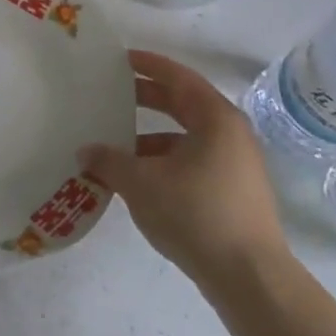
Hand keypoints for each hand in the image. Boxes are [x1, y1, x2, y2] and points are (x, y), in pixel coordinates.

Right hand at [79, 50, 290, 300]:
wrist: (249, 277)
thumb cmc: (196, 214)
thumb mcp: (141, 183)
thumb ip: (109, 161)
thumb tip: (86, 151)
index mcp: (215, 119)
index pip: (179, 78)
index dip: (149, 65)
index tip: (121, 58)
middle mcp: (230, 134)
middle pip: (183, 105)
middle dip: (147, 98)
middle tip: (111, 94)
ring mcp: (235, 165)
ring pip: (186, 137)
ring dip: (150, 136)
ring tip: (115, 144)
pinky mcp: (233, 192)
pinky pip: (192, 161)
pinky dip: (164, 161)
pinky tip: (137, 179)